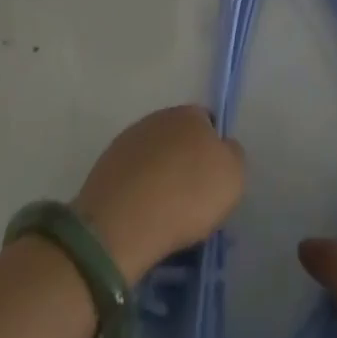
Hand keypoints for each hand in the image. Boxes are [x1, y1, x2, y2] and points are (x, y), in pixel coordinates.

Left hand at [75, 106, 244, 283]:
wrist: (125, 223)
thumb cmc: (188, 195)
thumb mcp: (233, 177)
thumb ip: (232, 156)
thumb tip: (223, 148)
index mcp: (190, 114)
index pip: (208, 122)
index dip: (213, 149)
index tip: (213, 178)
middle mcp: (157, 118)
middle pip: (178, 137)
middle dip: (184, 159)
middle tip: (191, 194)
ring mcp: (126, 141)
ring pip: (153, 156)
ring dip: (159, 174)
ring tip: (164, 209)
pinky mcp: (103, 167)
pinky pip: (131, 175)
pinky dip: (137, 189)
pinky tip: (142, 213)